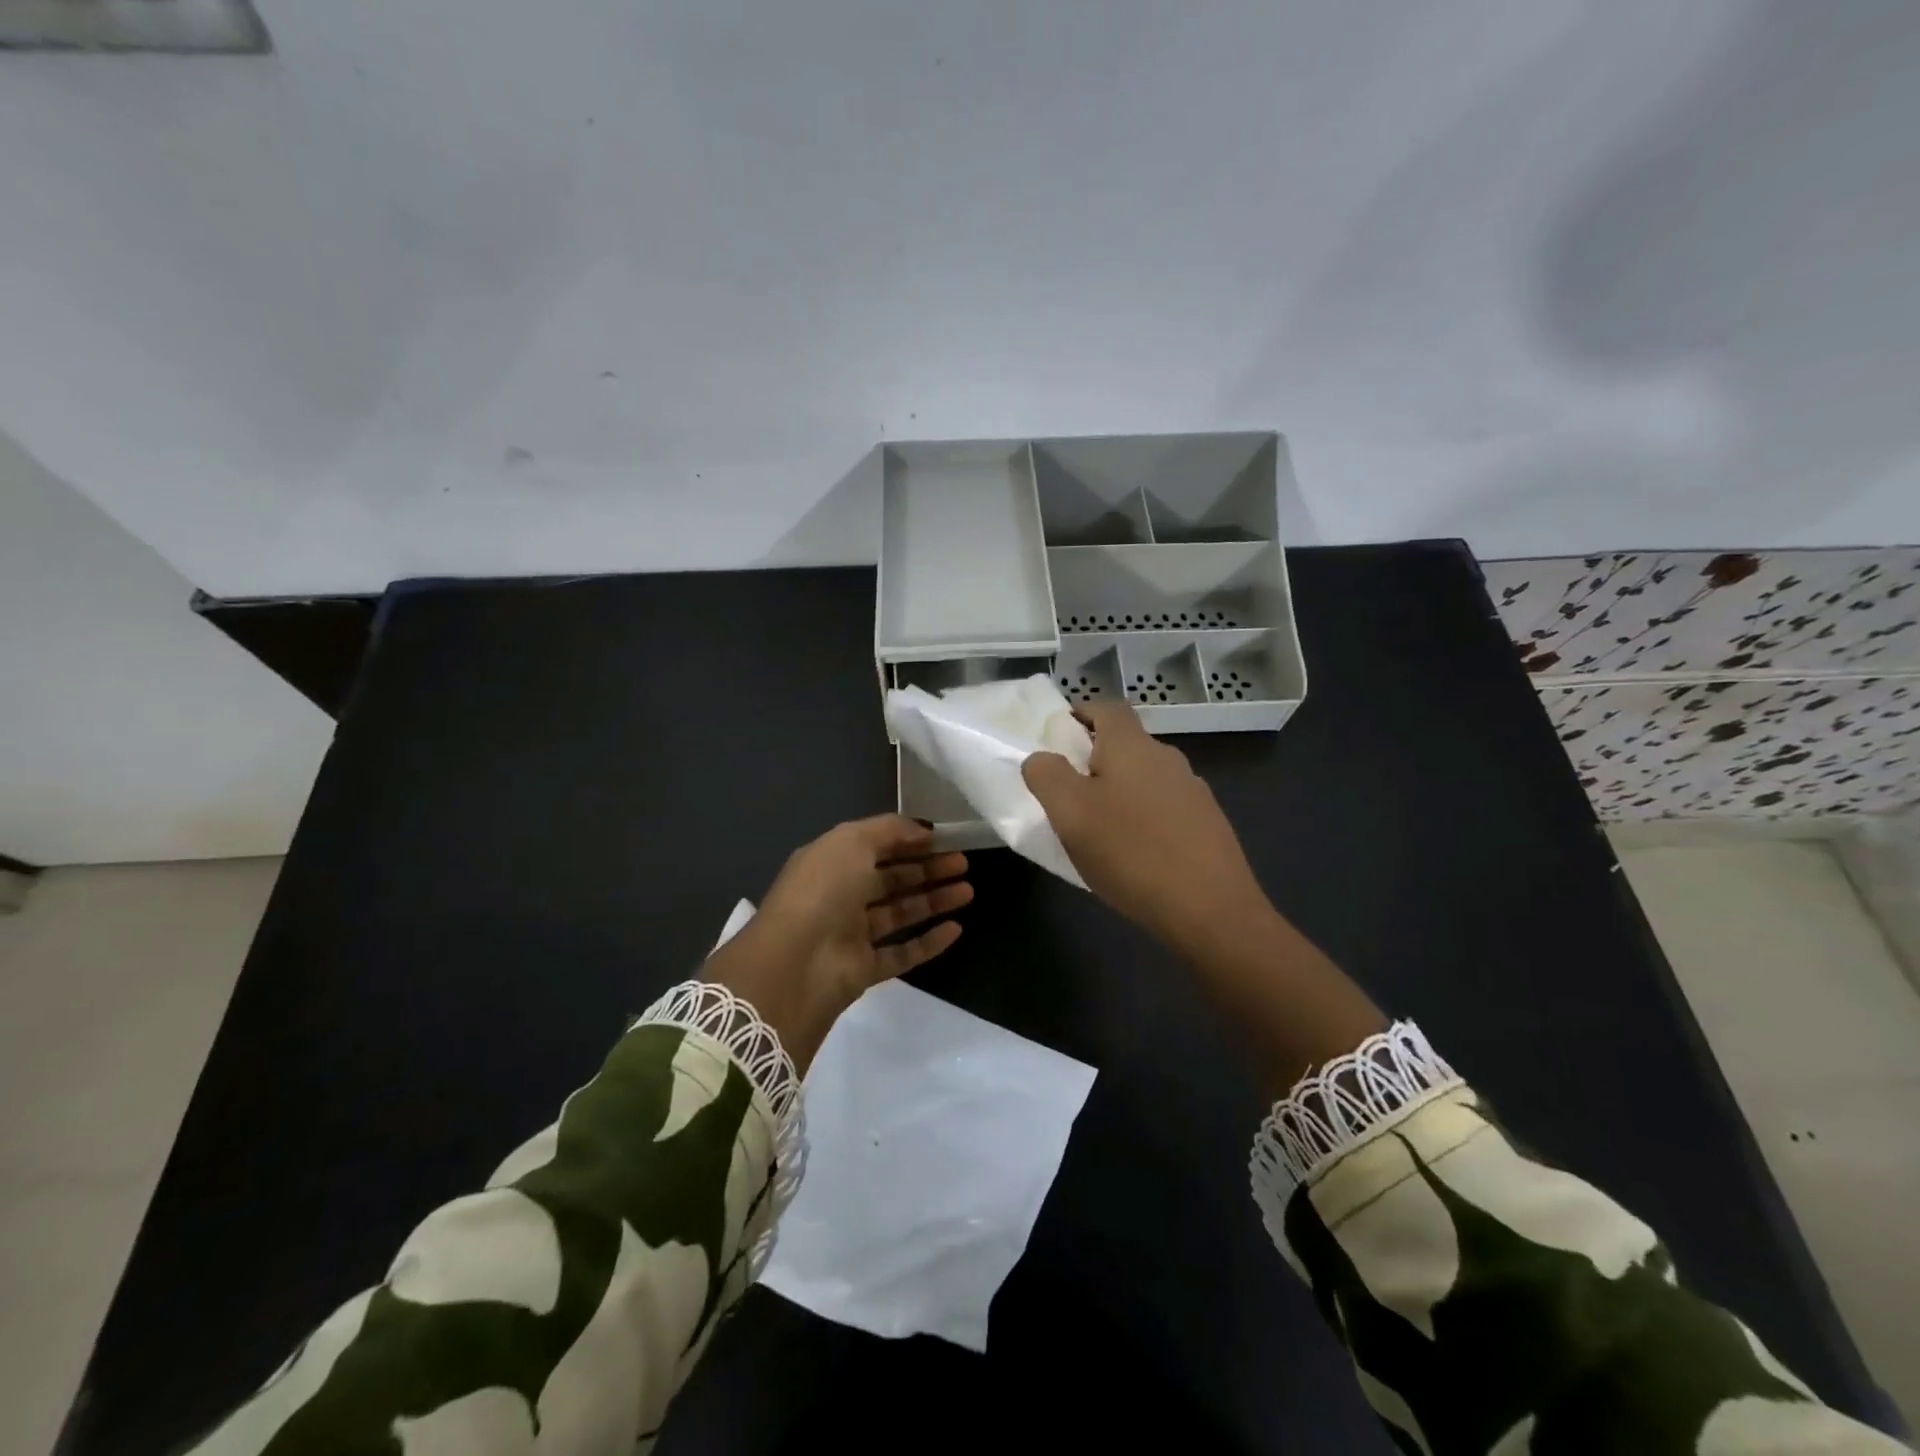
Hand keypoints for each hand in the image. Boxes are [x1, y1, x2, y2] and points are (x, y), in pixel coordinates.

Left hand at [704, 815, 972, 1067]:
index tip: (944, 838)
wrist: (796, 963)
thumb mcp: (852, 841)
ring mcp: (852, 934)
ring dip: (934, 901)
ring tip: (968, 891)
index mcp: (831, 861)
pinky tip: (956, 929)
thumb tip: (923, 830)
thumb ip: (890, 830)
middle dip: (927, 869)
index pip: (875, 846)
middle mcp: (841, 895)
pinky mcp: (864, 969)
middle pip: (891, 879)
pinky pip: (902, 953)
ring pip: (900, 913)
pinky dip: (929, 942)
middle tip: (963, 863)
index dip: (909, 841)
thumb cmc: (823, 890)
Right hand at [1021, 700, 1269, 959]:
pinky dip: (1144, 818)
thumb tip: (1041, 758)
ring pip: (1146, 778)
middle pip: (1126, 744)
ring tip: (1099, 829)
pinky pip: (1165, 808)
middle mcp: (1167, 758)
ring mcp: (1194, 791)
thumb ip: (1046, 775)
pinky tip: (1135, 853)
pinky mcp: (1208, 824)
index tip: (1059, 736)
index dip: (1081, 713)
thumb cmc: (1130, 853)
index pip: (1107, 707)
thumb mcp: (1070, 814)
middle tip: (1068, 793)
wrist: (1211, 910)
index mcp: (1132, 747)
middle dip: (1095, 760)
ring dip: (1121, 792)